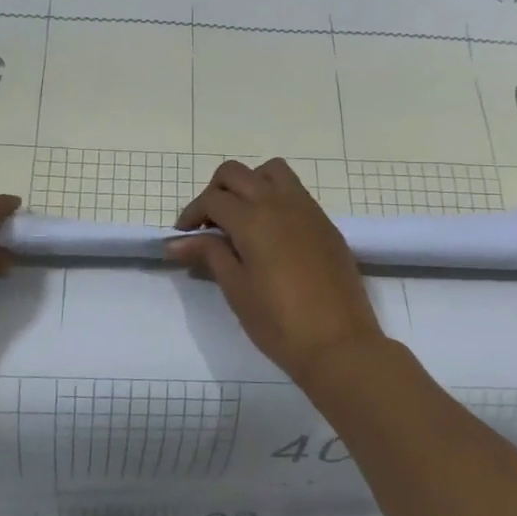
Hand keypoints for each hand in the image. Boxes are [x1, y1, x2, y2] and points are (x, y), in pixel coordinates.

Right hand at [166, 159, 384, 383]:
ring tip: (242, 219)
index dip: (191, 215)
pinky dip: (274, 197)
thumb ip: (209, 255)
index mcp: (253, 219)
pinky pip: (295, 191)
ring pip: (271, 171)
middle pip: (236, 173)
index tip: (183, 238)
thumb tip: (177, 242)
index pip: (212, 199)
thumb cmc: (279, 322)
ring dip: (249, 184)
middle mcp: (279, 202)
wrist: (339, 344)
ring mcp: (307, 209)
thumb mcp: (237, 289)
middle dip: (215, 192)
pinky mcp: (325, 223)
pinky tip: (271, 233)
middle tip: (208, 225)